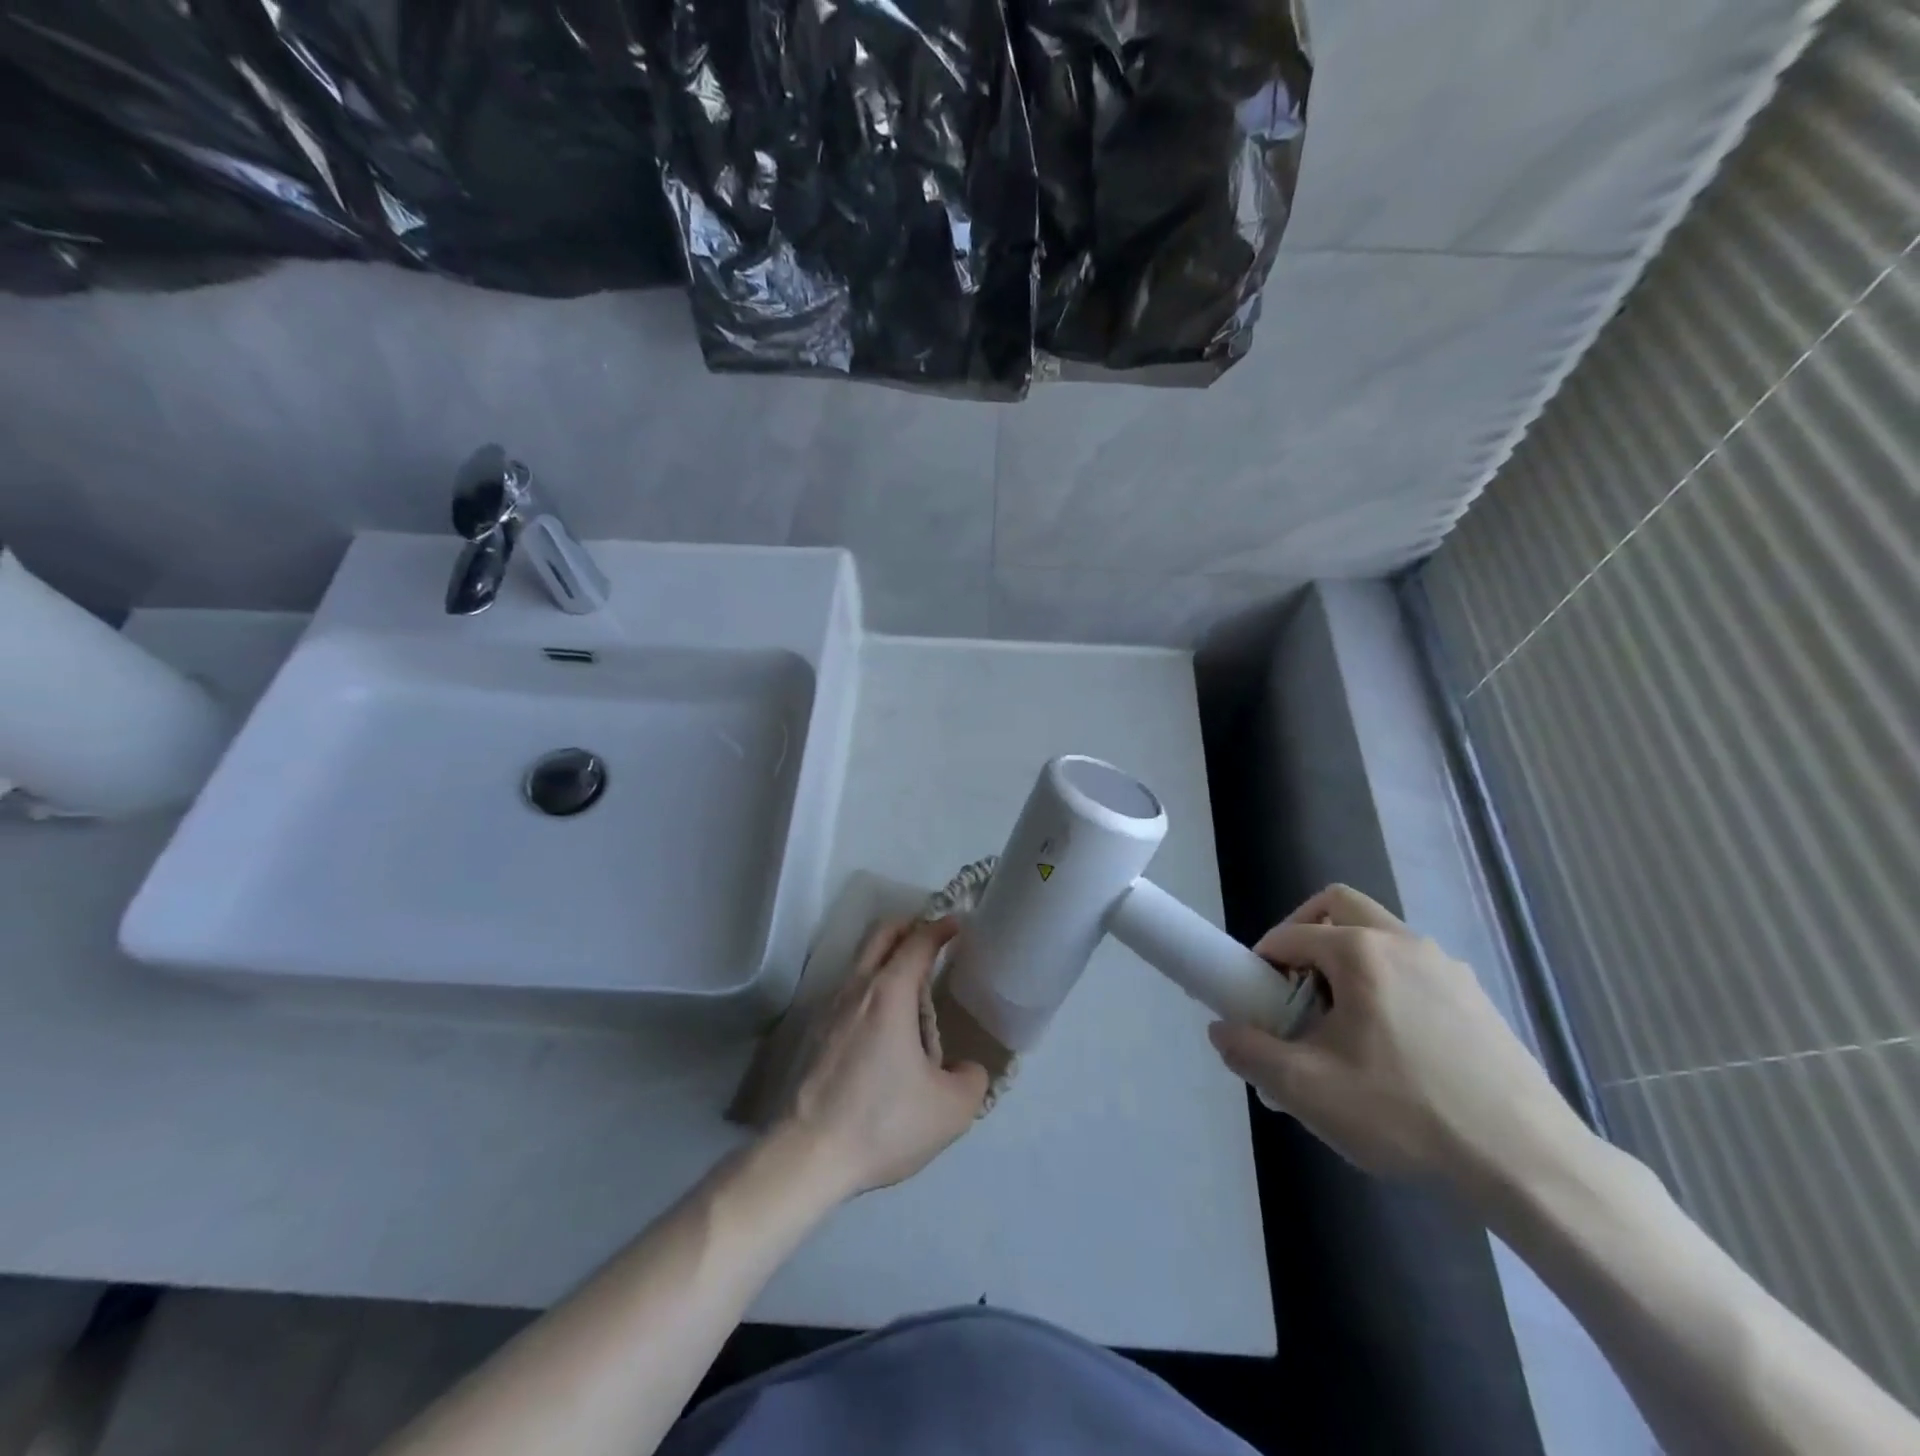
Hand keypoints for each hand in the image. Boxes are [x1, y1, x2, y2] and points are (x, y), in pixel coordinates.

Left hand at [776, 917, 989, 1197]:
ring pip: (862, 963)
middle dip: (909, 926)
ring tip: (915, 990)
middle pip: (882, 935)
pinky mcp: (814, 1034)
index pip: (918, 940)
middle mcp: (857, 988)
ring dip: (888, 960)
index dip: (941, 927)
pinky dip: (872, 990)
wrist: (806, 1156)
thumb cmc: (883, 1123)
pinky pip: (850, 993)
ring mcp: (829, 1009)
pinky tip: (886, 1027)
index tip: (958, 924)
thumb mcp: (951, 1110)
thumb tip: (966, 1069)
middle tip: (934, 938)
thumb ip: (972, 1080)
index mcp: (890, 993)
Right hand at [1207, 885, 1589, 1192]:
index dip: (1261, 962)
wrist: (1529, 1164)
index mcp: (1360, 951)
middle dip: (1305, 933)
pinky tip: (1395, 1047)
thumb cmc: (1407, 1114)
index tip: (1257, 1002)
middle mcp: (1404, 942)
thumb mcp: (1308, 1090)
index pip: (1290, 935)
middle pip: (1339, 906)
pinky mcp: (1478, 998)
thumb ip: (1251, 1052)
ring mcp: (1448, 967)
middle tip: (1295, 986)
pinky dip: (1388, 982)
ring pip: (1381, 935)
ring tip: (1344, 1024)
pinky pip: (1415, 968)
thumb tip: (1221, 1030)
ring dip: (1348, 960)